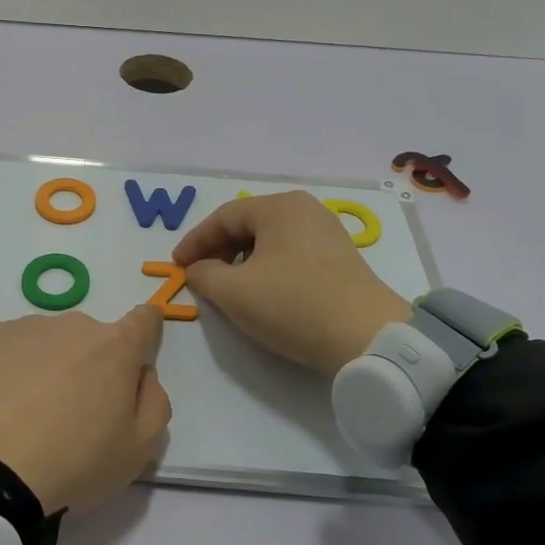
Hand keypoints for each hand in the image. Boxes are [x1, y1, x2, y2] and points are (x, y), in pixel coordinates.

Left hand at [0, 306, 172, 514]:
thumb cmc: (74, 462)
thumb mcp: (139, 450)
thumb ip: (155, 403)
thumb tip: (142, 375)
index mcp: (116, 347)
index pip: (144, 320)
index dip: (146, 332)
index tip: (135, 357)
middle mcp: (73, 325)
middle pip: (92, 338)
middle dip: (90, 365)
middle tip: (73, 412)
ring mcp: (26, 327)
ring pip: (49, 341)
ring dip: (49, 365)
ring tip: (29, 413)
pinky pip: (9, 346)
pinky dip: (10, 367)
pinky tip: (0, 404)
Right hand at [172, 191, 412, 374]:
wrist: (367, 337)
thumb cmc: (292, 305)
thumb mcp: (233, 292)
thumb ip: (203, 274)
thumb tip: (198, 269)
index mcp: (279, 207)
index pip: (223, 217)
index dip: (194, 241)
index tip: (176, 265)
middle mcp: (305, 210)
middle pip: (248, 224)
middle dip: (218, 249)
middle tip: (199, 275)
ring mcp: (327, 232)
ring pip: (270, 240)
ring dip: (241, 260)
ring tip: (227, 286)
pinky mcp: (340, 258)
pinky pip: (291, 253)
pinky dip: (267, 267)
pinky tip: (262, 291)